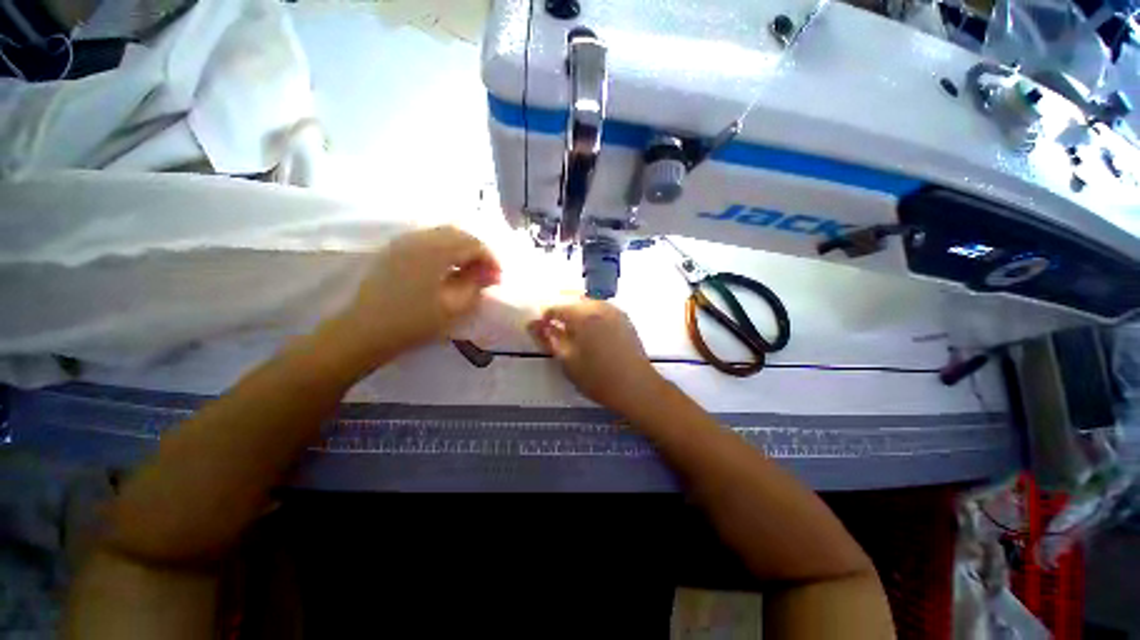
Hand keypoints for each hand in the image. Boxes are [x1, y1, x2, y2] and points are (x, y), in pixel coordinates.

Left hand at [338, 227, 499, 355]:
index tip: (497, 279)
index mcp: (434, 250)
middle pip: (458, 233)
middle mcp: (418, 238)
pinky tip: (446, 270)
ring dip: (461, 249)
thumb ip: (475, 285)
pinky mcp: (394, 251)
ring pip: (442, 234)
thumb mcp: (454, 307)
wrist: (365, 331)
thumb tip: (490, 272)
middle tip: (486, 274)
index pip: (473, 243)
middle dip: (477, 251)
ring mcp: (403, 242)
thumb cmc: (414, 321)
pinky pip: (427, 240)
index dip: (490, 259)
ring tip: (469, 272)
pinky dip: (444, 250)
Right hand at [528, 300, 665, 413]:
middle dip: (561, 311)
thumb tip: (532, 324)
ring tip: (571, 331)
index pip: (556, 307)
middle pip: (573, 299)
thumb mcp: (567, 360)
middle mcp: (599, 306)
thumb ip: (548, 338)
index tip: (541, 330)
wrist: (636, 387)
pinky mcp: (624, 319)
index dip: (545, 317)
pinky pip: (601, 308)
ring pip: (588, 302)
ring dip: (576, 311)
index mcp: (582, 315)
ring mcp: (614, 311)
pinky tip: (590, 332)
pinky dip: (590, 314)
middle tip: (555, 329)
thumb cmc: (597, 377)